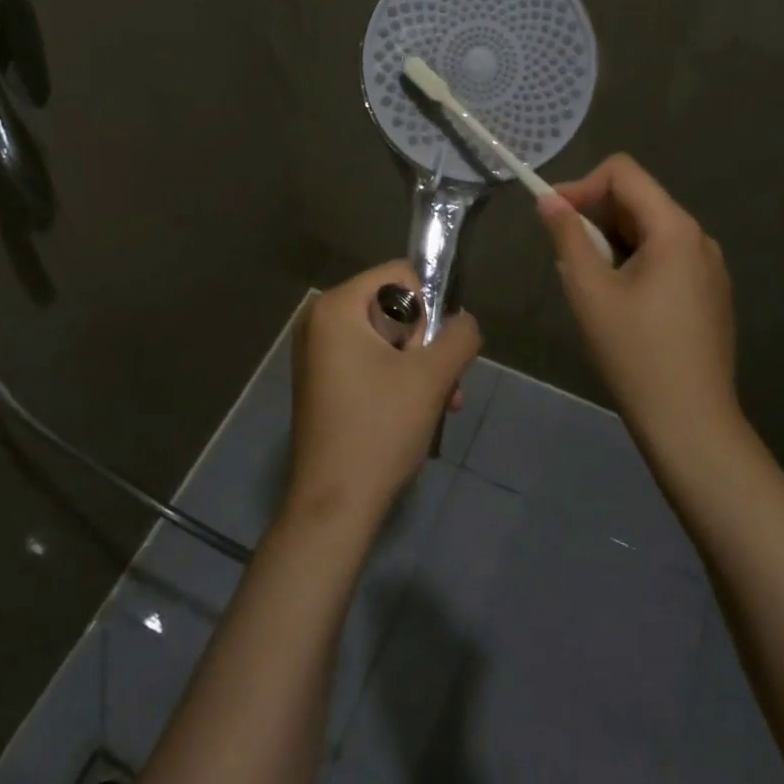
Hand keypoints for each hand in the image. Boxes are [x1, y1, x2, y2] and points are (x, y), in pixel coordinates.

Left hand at [286, 261, 481, 529]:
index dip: (429, 308)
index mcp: (337, 306)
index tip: (434, 352)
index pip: (400, 275)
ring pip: (386, 339)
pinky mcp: (322, 381)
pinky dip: (398, 381)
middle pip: (393, 308)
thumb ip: (459, 336)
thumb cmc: (379, 430)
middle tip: (445, 384)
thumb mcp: (432, 377)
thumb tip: (465, 322)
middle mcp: (319, 320)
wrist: (333, 508)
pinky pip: (369, 362)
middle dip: (426, 345)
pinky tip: (422, 415)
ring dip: (420, 368)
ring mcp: (317, 353)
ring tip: (444, 404)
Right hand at [537, 154, 738, 443]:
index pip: (623, 172)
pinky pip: (666, 257)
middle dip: (596, 216)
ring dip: (612, 242)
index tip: (554, 216)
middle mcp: (699, 238)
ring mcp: (709, 268)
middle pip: (638, 200)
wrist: (691, 424)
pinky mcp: (710, 294)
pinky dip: (634, 262)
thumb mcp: (589, 290)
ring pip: (650, 230)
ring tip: (591, 284)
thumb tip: (549, 199)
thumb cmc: (635, 353)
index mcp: (674, 229)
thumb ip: (567, 235)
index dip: (583, 184)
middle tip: (567, 257)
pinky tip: (621, 303)